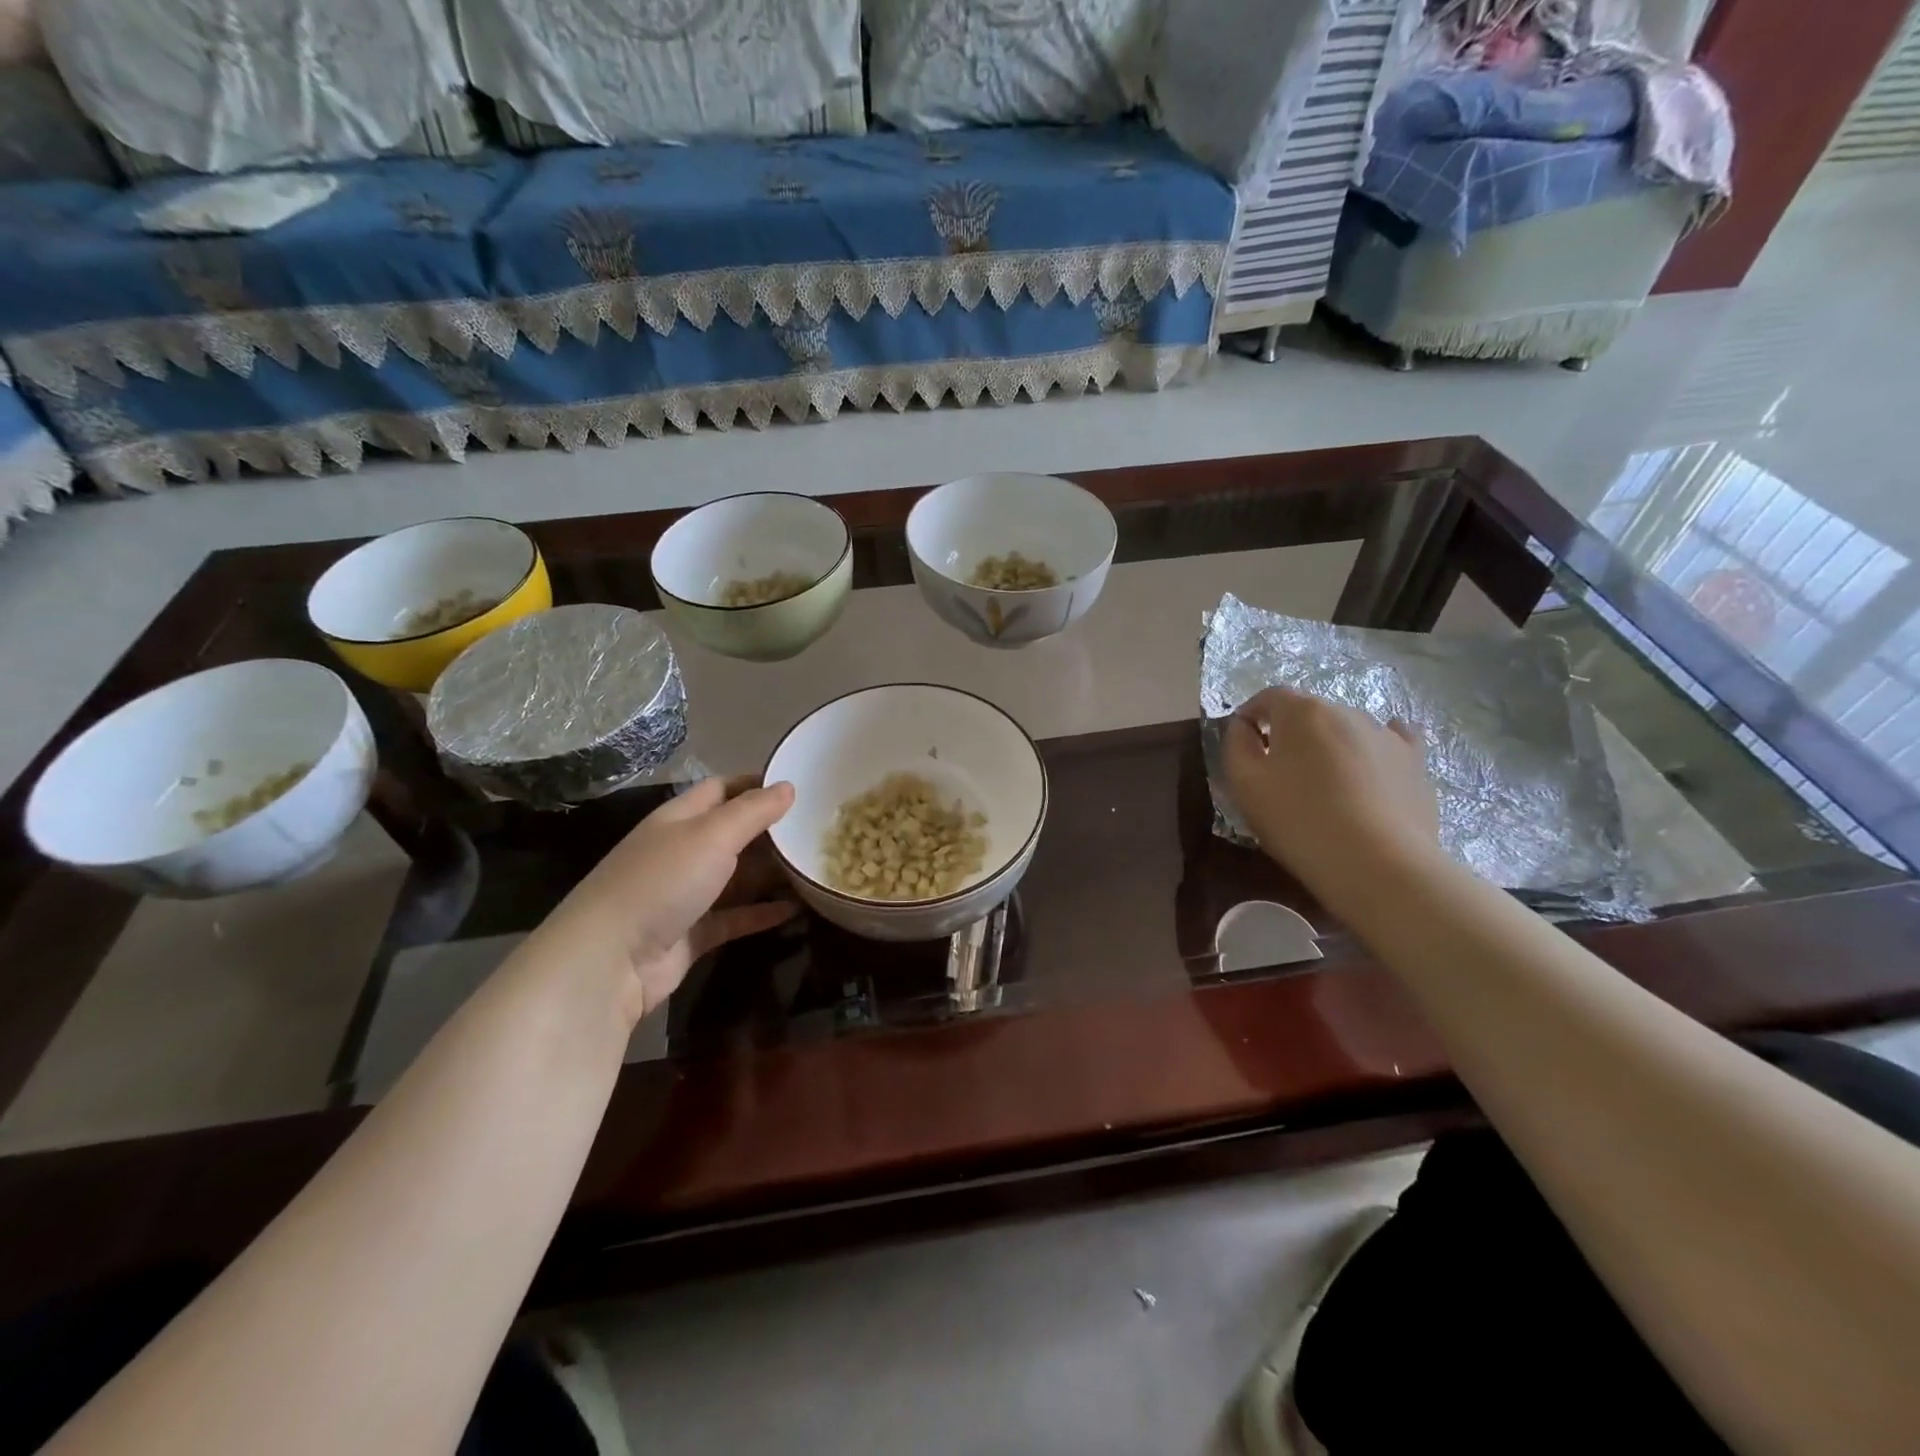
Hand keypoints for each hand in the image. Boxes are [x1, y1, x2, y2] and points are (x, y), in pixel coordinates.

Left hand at [527, 776, 797, 1024]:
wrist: (610, 960)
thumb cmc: (662, 882)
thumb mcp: (712, 835)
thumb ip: (753, 811)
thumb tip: (788, 786)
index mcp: (680, 819)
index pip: (722, 789)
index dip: (757, 784)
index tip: (800, 785)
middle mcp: (682, 851)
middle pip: (734, 834)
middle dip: (772, 831)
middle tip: (819, 831)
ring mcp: (686, 894)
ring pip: (738, 877)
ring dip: (772, 873)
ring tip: (816, 868)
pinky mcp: (693, 933)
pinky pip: (736, 916)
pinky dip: (763, 912)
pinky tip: (797, 909)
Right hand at [1224, 686, 1441, 895]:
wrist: (1378, 864)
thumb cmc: (1298, 820)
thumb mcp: (1243, 784)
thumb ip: (1235, 744)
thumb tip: (1243, 726)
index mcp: (1302, 711)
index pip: (1268, 697)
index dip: (1251, 716)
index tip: (1243, 744)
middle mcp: (1346, 711)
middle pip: (1308, 713)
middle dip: (1290, 735)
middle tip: (1280, 774)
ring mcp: (1386, 735)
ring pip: (1345, 730)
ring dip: (1329, 747)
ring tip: (1324, 786)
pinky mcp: (1415, 762)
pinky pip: (1392, 741)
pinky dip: (1374, 749)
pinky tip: (1372, 765)